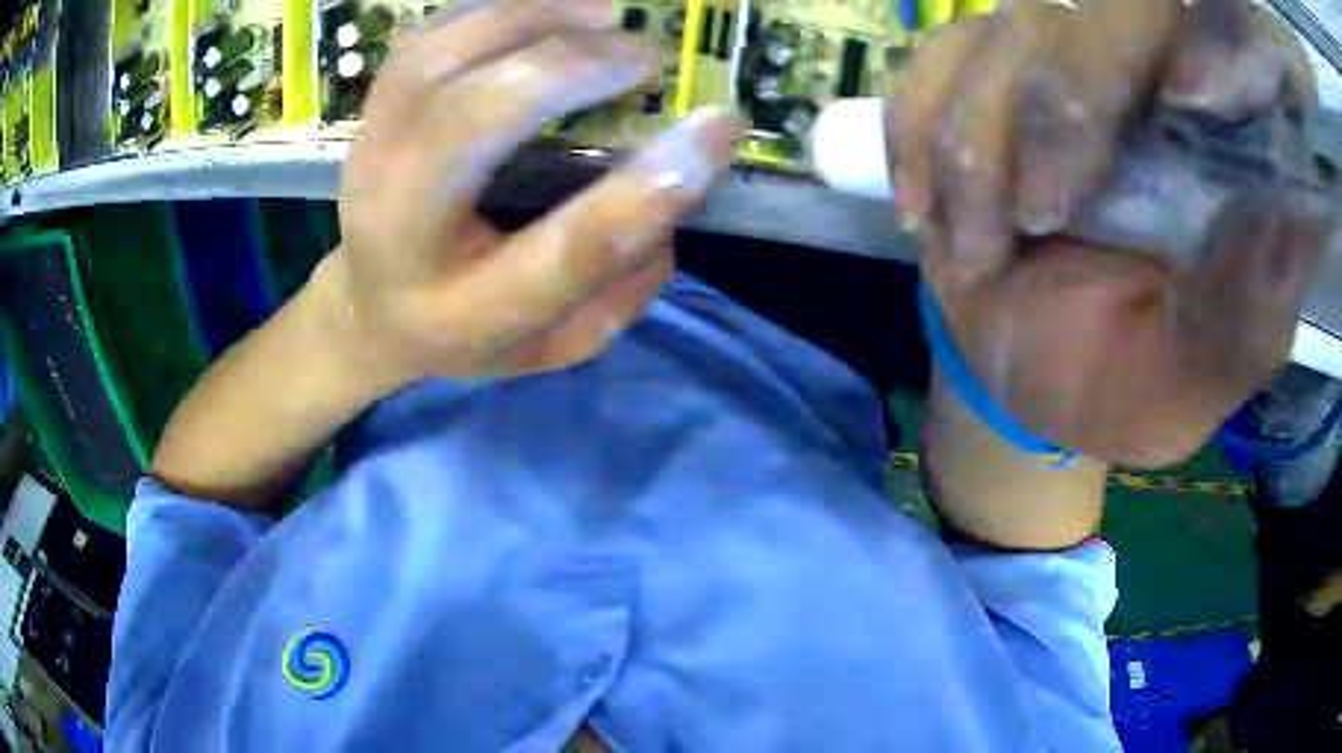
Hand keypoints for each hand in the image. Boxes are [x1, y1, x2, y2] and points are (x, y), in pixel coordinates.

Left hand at [333, 0, 733, 384]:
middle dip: (568, 70)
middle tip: (644, 59)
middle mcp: (397, 225)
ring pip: (435, 58)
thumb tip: (677, 186)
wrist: (369, 306)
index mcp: (459, 309)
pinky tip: (547, 10)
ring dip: (529, 19)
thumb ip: (623, 284)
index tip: (718, 128)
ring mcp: (369, 155)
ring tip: (603, 17)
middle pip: (469, 124)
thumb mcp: (554, 340)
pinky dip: (493, 9)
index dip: (644, 190)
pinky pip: (426, 37)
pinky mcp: (369, 114)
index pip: (561, 253)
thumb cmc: (469, 327)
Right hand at [892, 0, 1331, 466]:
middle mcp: (1140, 74)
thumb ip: (1242, 321)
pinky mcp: (979, 73)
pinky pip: (932, 64)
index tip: (1137, 143)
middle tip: (1029, 230)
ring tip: (980, 251)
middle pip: (1084, 20)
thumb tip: (1291, 230)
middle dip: (1050, 122)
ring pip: (1001, 37)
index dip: (1162, 55)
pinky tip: (924, 207)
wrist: (1030, 367)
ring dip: (974, 149)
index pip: (1192, 39)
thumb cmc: (1121, 382)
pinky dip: (915, 132)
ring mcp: (1052, 59)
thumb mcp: (1191, 380)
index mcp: (1215, 139)